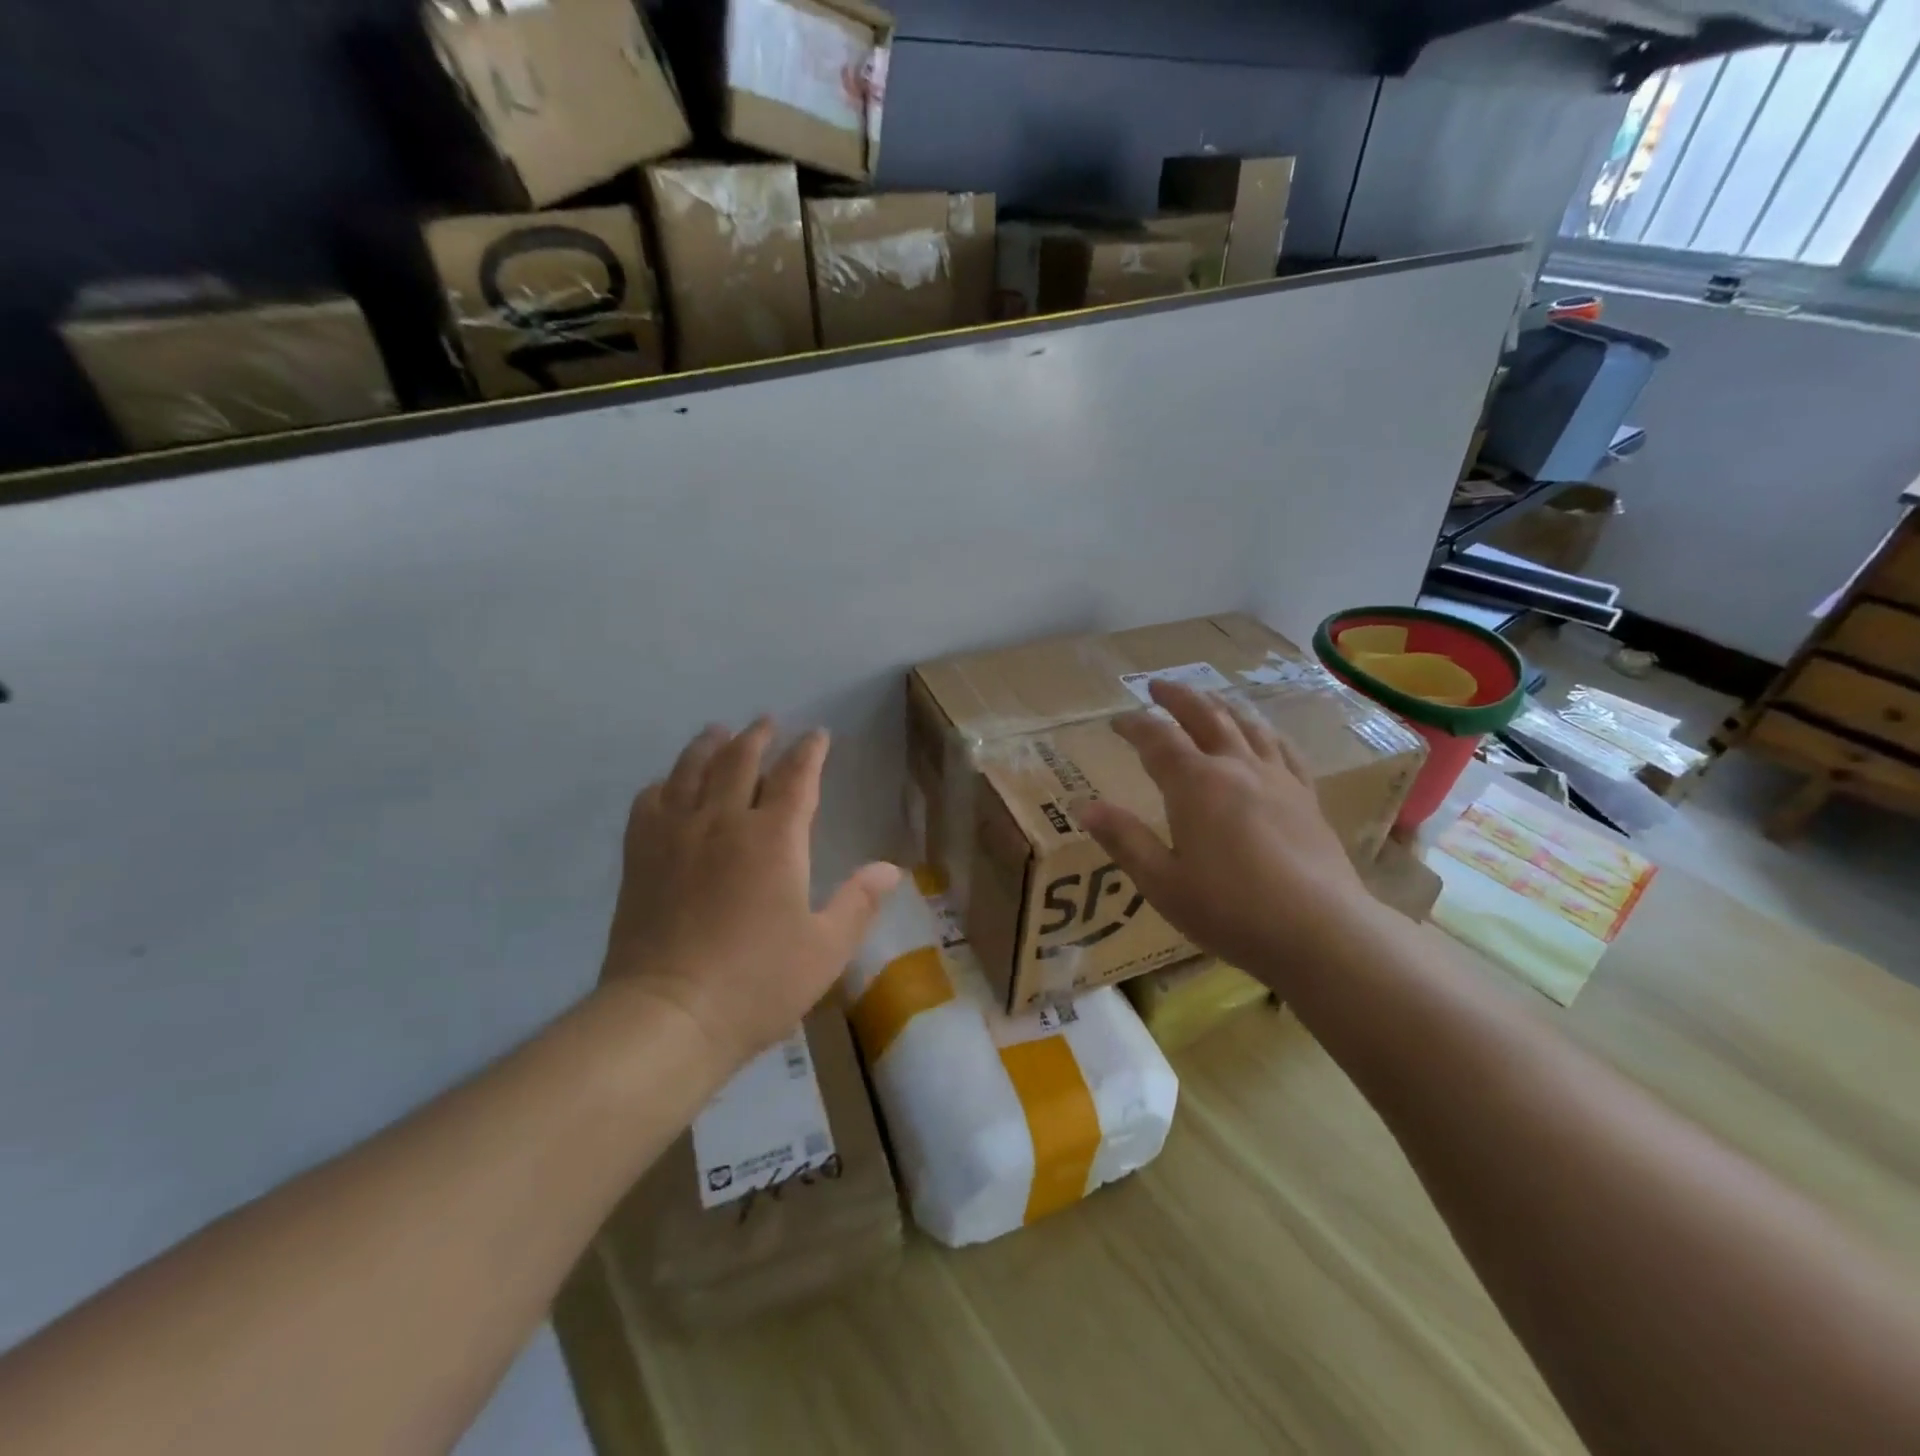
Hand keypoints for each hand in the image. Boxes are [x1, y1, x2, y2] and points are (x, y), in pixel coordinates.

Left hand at [601, 719, 900, 1073]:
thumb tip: (891, 869)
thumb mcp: (825, 949)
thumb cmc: (756, 983)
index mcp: (774, 838)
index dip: (810, 752)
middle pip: (740, 760)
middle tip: (767, 721)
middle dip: (757, 736)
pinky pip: (649, 802)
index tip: (818, 735)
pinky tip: (668, 785)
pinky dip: (664, 783)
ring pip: (691, 770)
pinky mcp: (640, 856)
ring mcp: (676, 835)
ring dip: (709, 745)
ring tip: (717, 732)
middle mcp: (723, 821)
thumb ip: (858, 903)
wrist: (667, 1016)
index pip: (796, 777)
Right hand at [1078, 680, 1380, 985]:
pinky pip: (1283, 750)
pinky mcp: (1306, 797)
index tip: (1116, 721)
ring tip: (1207, 699)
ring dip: (1221, 706)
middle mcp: (1236, 768)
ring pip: (1246, 726)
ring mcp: (1277, 779)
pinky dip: (1265, 733)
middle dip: (1178, 698)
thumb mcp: (1162, 882)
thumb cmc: (1230, 910)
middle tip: (1158, 686)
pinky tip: (1263, 735)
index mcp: (1195, 785)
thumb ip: (1124, 839)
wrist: (1320, 932)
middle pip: (1205, 716)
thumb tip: (1084, 807)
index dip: (1134, 725)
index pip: (1157, 739)